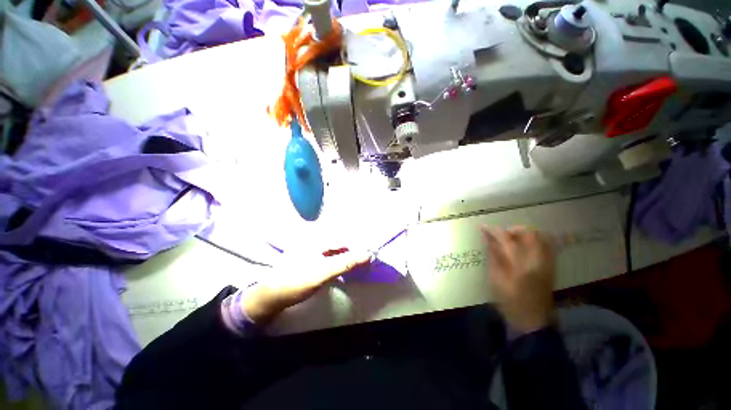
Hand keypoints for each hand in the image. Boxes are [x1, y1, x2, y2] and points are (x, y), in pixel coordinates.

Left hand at [242, 249, 370, 323]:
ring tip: (358, 267)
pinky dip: (339, 264)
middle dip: (354, 253)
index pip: (345, 241)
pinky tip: (343, 270)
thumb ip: (346, 262)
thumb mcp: (324, 271)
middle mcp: (316, 243)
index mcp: (319, 241)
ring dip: (347, 259)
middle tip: (366, 263)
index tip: (370, 257)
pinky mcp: (311, 262)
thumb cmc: (297, 281)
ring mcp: (313, 253)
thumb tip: (368, 254)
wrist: (272, 296)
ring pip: (336, 253)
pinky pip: (330, 260)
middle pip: (341, 246)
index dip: (358, 248)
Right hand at [481, 226, 555, 333]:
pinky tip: (524, 247)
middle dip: (512, 229)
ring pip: (541, 237)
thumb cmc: (510, 302)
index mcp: (520, 265)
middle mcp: (538, 261)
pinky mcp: (552, 267)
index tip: (483, 227)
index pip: (507, 239)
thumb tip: (488, 239)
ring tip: (512, 240)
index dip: (494, 230)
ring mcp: (548, 263)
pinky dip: (535, 240)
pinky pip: (547, 245)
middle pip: (529, 233)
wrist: (533, 321)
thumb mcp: (496, 280)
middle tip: (500, 235)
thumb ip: (493, 256)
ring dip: (524, 234)